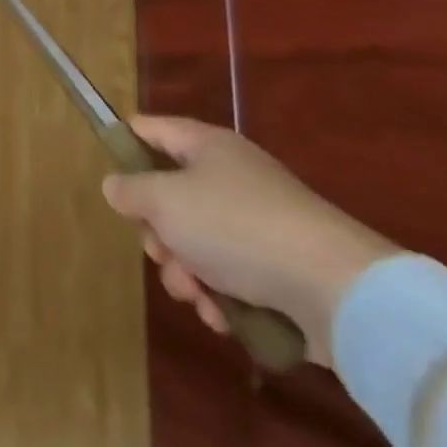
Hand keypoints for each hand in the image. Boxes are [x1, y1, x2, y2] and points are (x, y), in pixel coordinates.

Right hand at [101, 116, 398, 367]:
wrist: (338, 290)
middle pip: (170, 197)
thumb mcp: (164, 201)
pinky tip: (223, 316)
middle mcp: (231, 177)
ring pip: (196, 243)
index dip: (125, 144)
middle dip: (158, 234)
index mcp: (206, 146)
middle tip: (161, 252)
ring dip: (186, 273)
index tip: (108, 175)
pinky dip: (220, 297)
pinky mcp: (278, 269)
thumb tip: (116, 186)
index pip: (150, 130)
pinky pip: (229, 277)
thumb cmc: (236, 227)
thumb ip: (130, 190)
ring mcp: (257, 224)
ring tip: (198, 295)